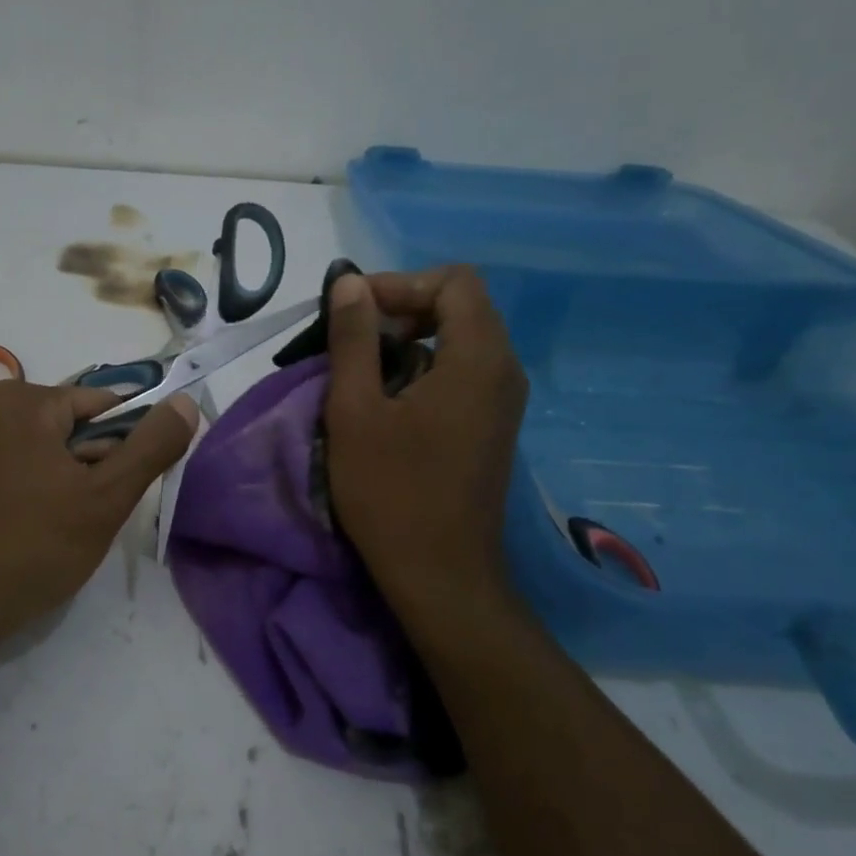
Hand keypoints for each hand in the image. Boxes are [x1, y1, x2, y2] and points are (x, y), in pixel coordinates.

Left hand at [0, 381, 198, 644]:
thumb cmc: (33, 546)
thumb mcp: (106, 497)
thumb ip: (151, 446)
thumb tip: (186, 403)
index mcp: (26, 400)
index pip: (105, 405)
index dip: (128, 446)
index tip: (125, 490)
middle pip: (76, 428)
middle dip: (96, 469)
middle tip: (91, 517)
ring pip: (51, 454)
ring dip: (72, 487)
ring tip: (65, 531)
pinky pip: (22, 471)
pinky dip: (42, 496)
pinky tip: (39, 534)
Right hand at [323, 265, 526, 608]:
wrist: (441, 574)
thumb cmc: (391, 491)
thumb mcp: (355, 410)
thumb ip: (353, 339)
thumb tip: (351, 282)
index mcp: (478, 358)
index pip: (454, 281)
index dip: (401, 283)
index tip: (355, 311)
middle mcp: (504, 370)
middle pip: (462, 305)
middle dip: (403, 308)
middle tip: (354, 337)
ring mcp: (504, 401)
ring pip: (463, 339)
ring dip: (412, 339)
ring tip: (363, 369)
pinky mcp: (494, 426)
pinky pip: (465, 371)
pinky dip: (426, 366)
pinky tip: (389, 401)